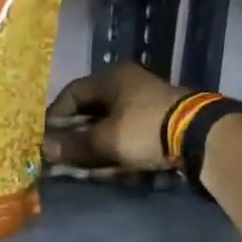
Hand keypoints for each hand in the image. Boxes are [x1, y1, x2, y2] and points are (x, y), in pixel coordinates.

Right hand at [44, 61, 187, 171]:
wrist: (198, 136)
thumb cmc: (143, 129)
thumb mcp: (104, 139)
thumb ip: (73, 145)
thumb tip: (44, 149)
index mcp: (111, 78)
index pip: (72, 93)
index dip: (55, 115)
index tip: (44, 136)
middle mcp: (127, 83)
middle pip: (90, 108)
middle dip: (73, 133)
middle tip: (60, 152)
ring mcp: (144, 101)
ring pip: (108, 122)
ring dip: (92, 142)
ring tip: (79, 162)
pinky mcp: (158, 119)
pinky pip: (125, 132)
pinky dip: (112, 146)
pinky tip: (104, 163)